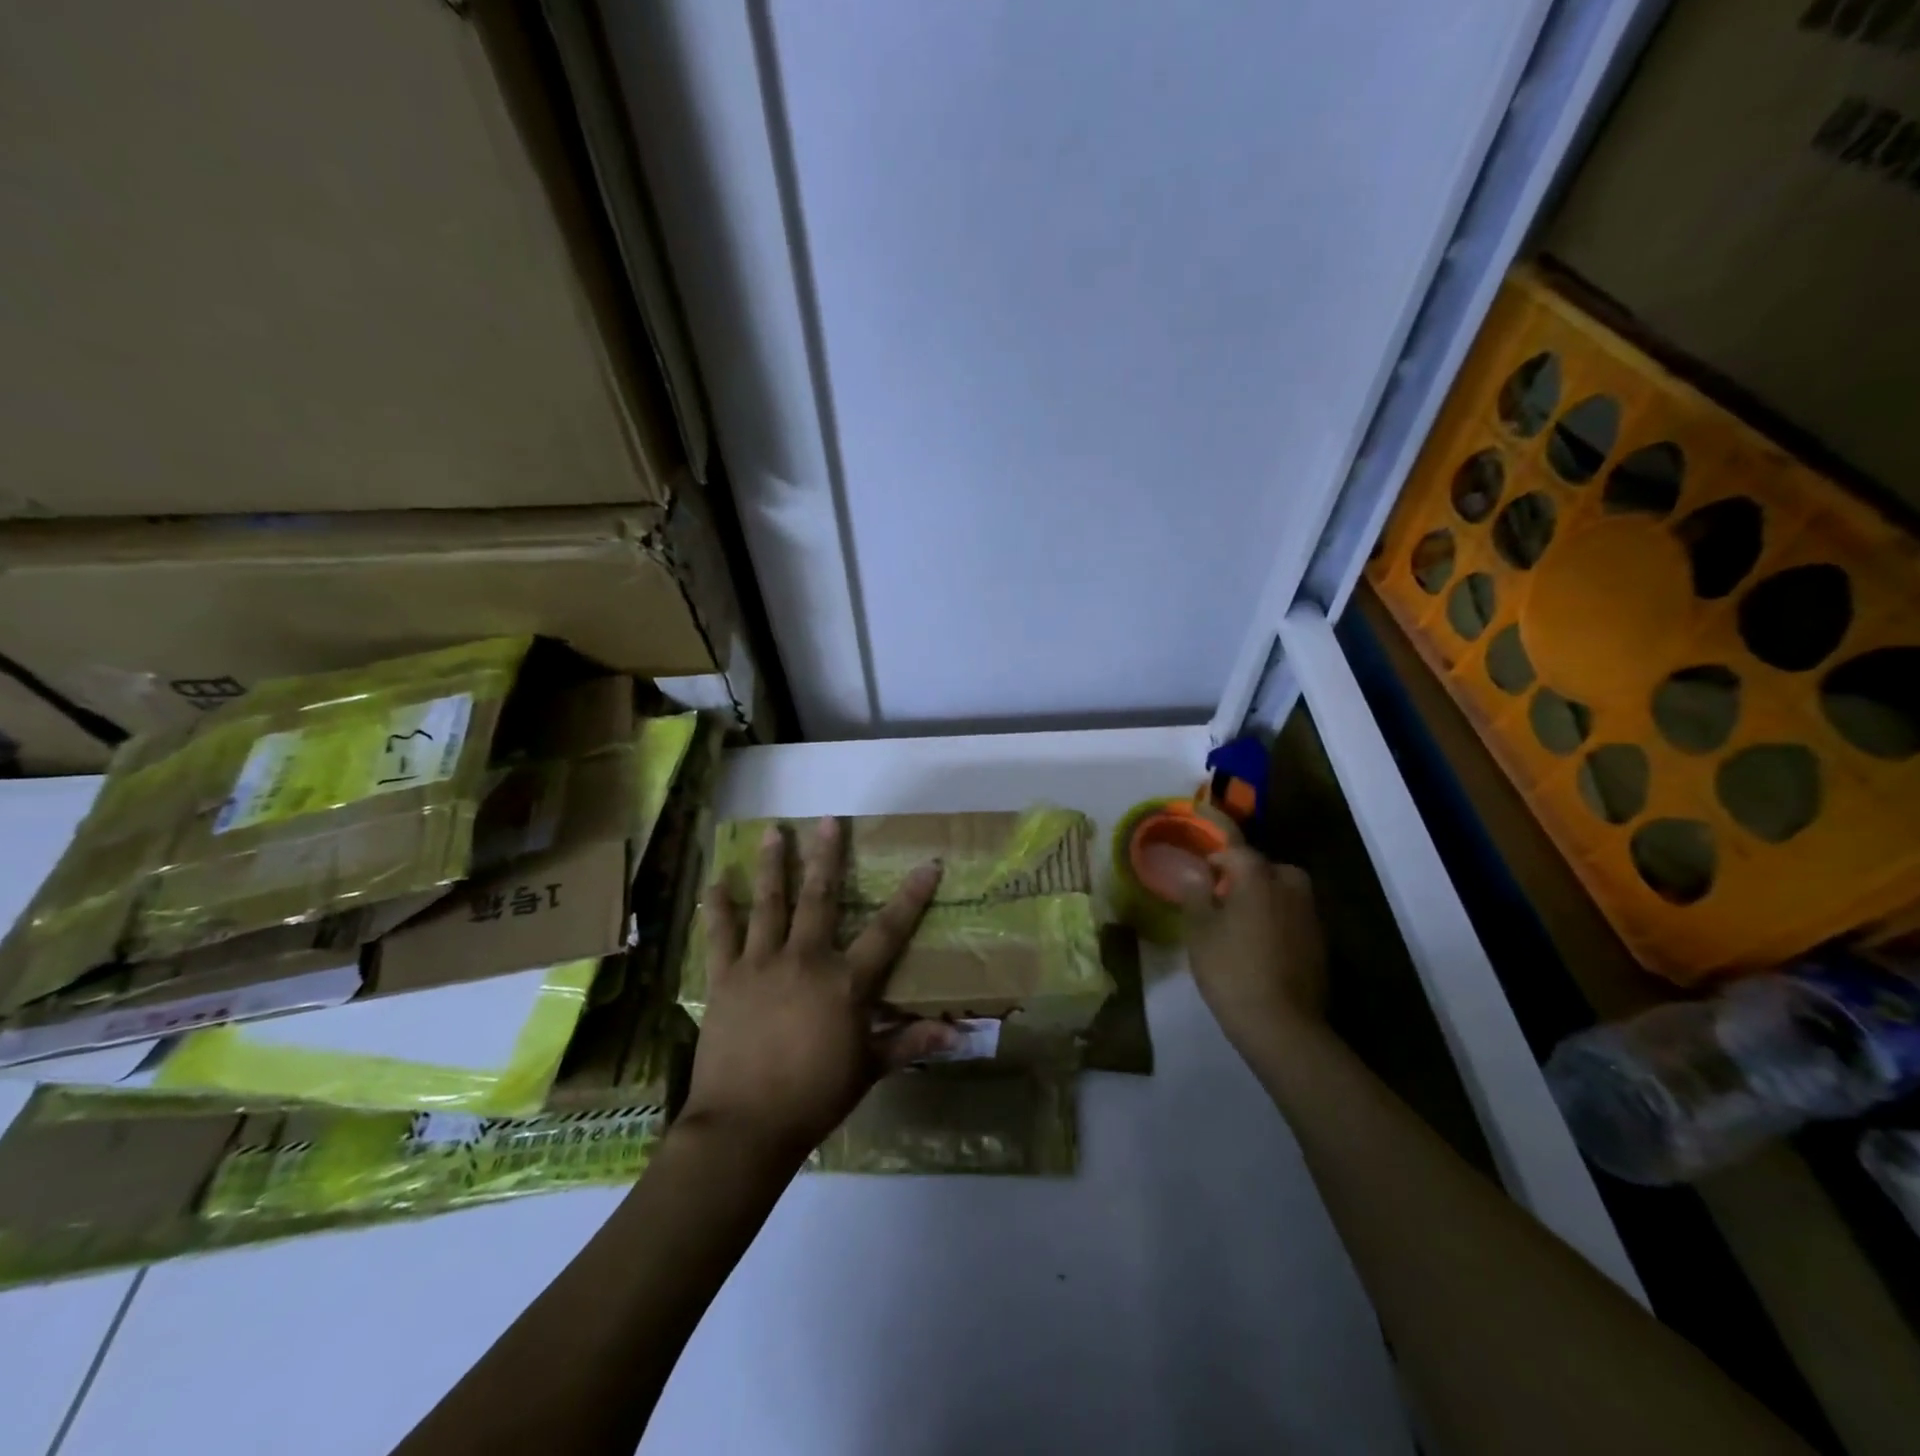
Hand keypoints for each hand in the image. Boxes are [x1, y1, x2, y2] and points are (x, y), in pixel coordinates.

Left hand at [681, 817, 953, 1163]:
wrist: (744, 1127)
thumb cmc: (815, 1098)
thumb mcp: (868, 1070)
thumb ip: (910, 1043)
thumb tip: (960, 1034)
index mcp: (845, 983)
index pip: (888, 931)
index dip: (911, 896)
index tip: (928, 864)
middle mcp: (805, 960)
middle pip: (819, 898)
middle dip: (827, 856)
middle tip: (828, 821)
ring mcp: (761, 965)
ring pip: (769, 904)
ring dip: (772, 865)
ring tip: (773, 832)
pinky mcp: (725, 979)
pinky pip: (720, 935)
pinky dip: (718, 908)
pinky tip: (715, 882)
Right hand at [1178, 848, 1327, 1052]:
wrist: (1282, 1025)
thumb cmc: (1230, 969)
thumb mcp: (1199, 930)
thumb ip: (1195, 893)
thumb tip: (1195, 870)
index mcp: (1258, 877)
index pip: (1235, 846)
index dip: (1216, 841)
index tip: (1201, 844)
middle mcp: (1290, 887)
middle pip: (1265, 867)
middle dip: (1244, 872)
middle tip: (1220, 891)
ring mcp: (1309, 916)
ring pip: (1283, 891)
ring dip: (1262, 894)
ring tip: (1237, 917)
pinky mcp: (1319, 943)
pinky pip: (1293, 915)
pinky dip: (1276, 918)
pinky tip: (1258, 941)